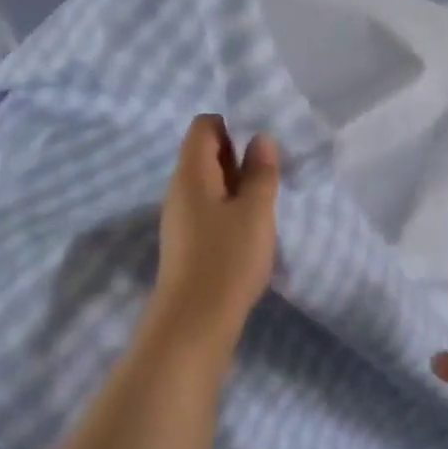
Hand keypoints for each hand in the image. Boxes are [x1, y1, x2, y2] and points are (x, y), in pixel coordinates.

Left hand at [146, 114, 280, 355]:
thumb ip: (260, 171)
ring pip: (209, 183)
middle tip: (268, 178)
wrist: (194, 323)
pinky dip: (229, 209)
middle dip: (238, 157)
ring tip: (263, 206)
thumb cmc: (227, 258)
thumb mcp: (255, 211)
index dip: (232, 127)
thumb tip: (260, 139)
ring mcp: (179, 216)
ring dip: (237, 186)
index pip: (204, 125)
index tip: (260, 150)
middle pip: (205, 152)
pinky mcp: (185, 241)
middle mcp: (179, 188)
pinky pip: (207, 208)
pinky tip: (249, 231)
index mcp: (191, 172)